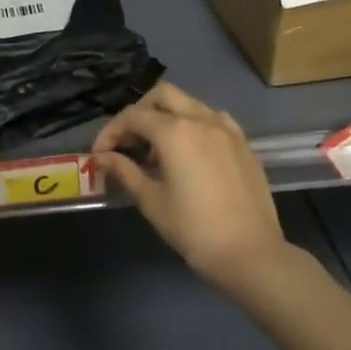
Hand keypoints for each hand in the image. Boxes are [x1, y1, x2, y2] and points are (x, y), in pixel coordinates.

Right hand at [91, 82, 289, 291]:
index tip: (99, 154)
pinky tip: (190, 151)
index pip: (134, 116)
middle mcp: (201, 119)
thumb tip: (102, 157)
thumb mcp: (152, 202)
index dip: (111, 132)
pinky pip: (212, 118)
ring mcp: (227, 128)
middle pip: (162, 95)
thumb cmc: (194, 230)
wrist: (251, 253)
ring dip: (167, 116)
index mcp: (175, 132)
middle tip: (128, 141)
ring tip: (157, 150)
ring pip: (190, 103)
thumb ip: (125, 172)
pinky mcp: (243, 143)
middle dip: (140, 112)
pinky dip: (194, 124)